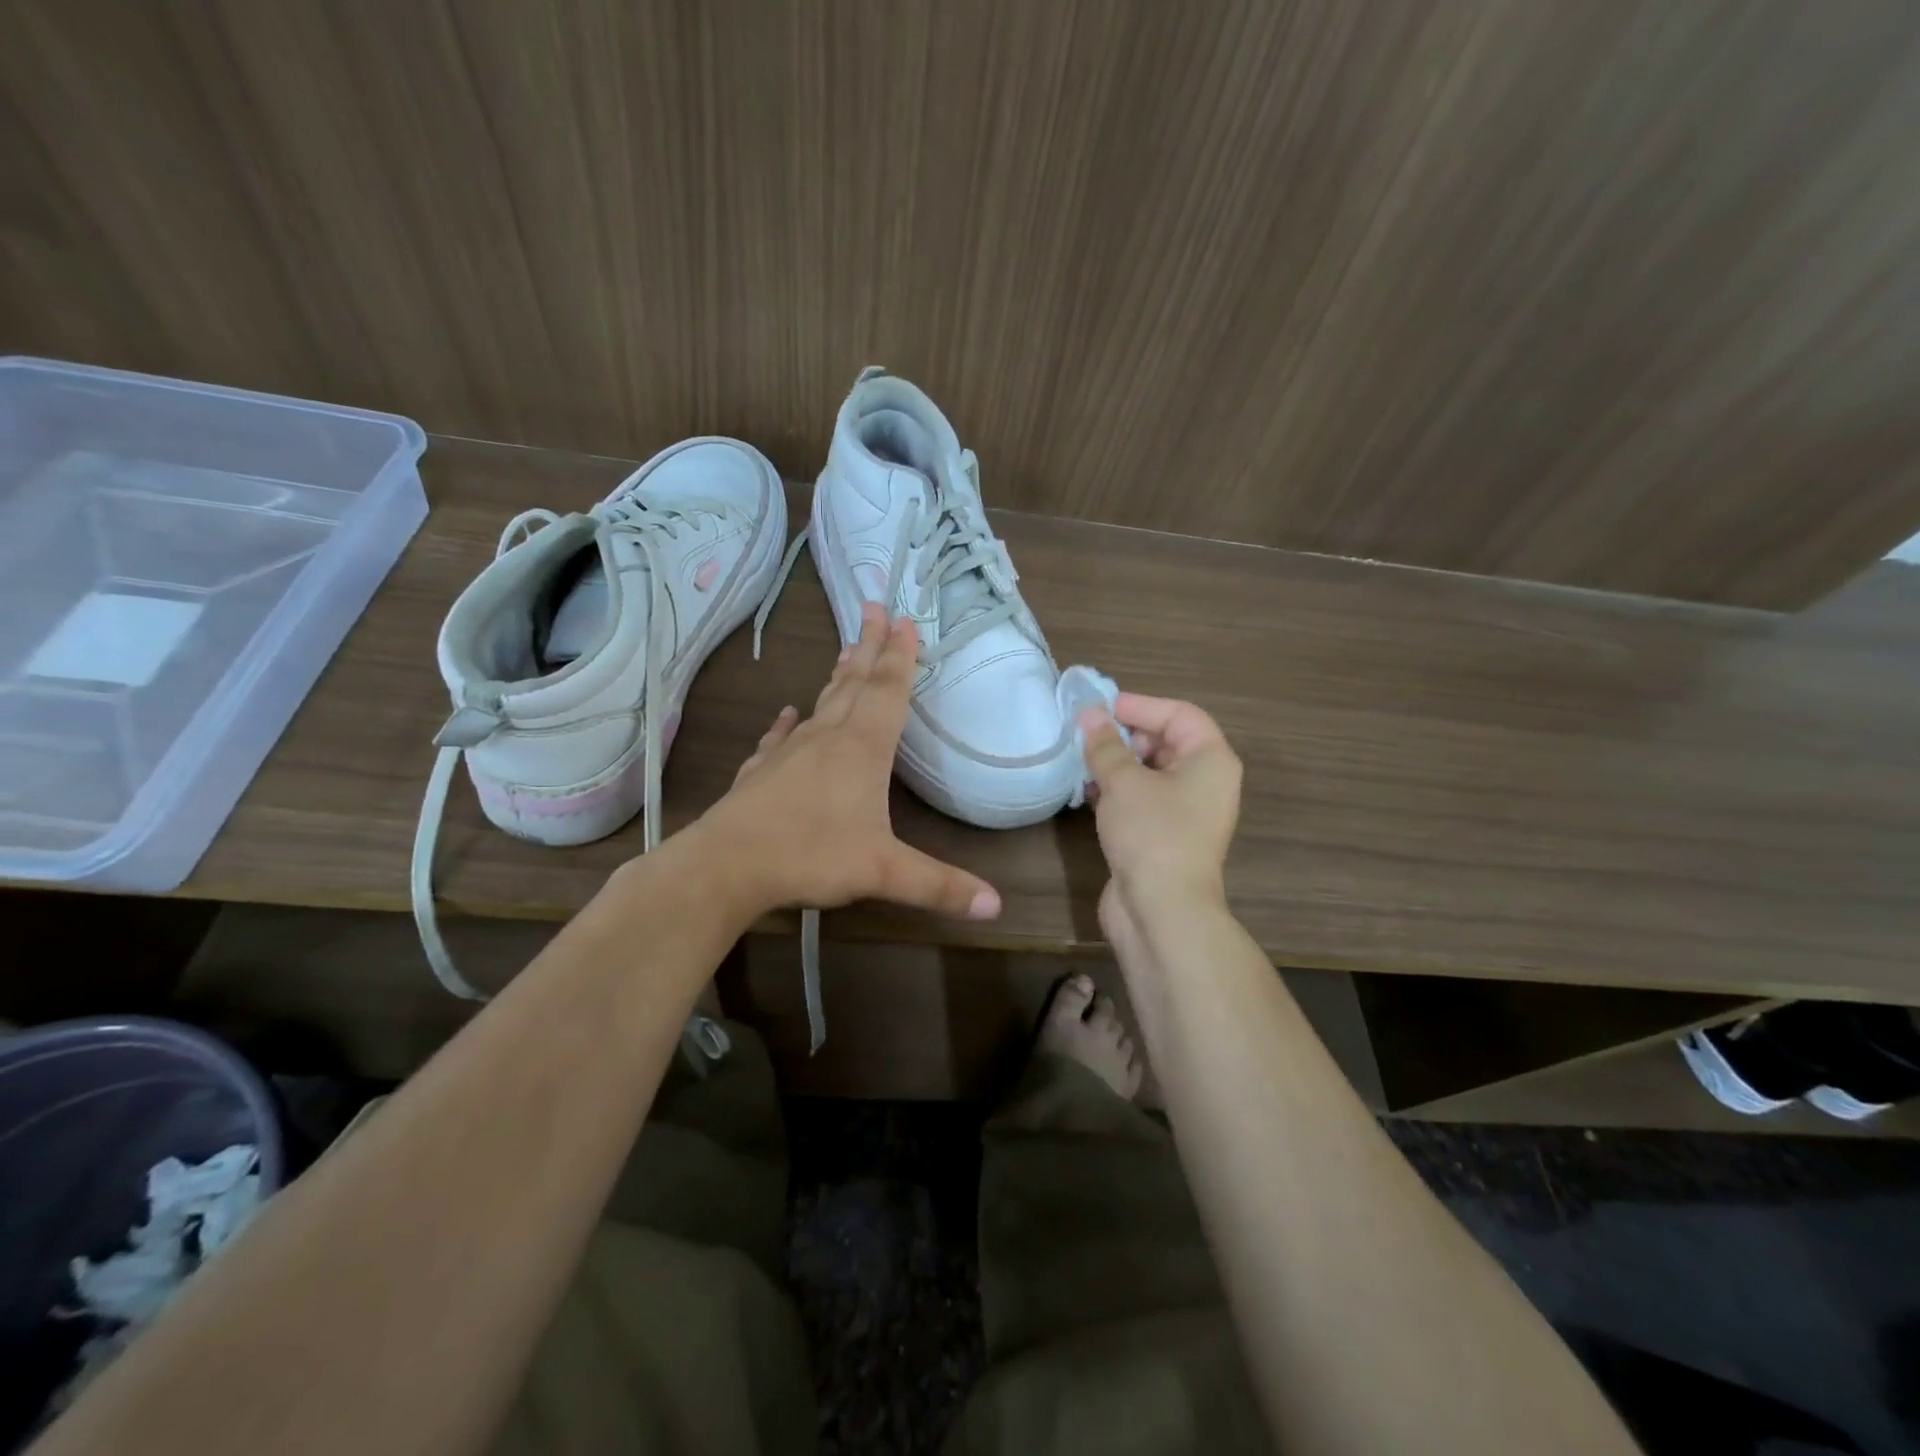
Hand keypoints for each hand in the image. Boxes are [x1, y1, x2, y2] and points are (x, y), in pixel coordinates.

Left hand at [698, 601, 1001, 922]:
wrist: (726, 864)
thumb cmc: (811, 855)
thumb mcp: (884, 872)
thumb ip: (940, 886)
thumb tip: (997, 907)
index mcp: (862, 749)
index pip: (888, 692)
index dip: (901, 657)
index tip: (905, 620)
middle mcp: (828, 739)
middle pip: (855, 684)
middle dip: (869, 646)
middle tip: (875, 608)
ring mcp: (790, 753)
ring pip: (821, 703)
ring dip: (838, 675)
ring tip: (847, 650)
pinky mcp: (762, 772)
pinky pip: (780, 738)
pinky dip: (788, 723)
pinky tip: (788, 713)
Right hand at [1081, 694, 1241, 933]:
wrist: (1161, 912)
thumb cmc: (1152, 834)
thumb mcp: (1124, 782)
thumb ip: (1105, 745)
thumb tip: (1089, 714)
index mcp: (1211, 760)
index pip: (1180, 714)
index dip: (1140, 705)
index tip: (1100, 707)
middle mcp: (1205, 782)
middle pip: (1166, 742)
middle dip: (1125, 735)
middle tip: (1087, 734)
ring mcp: (1185, 812)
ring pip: (1150, 773)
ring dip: (1116, 764)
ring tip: (1080, 758)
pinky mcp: (1163, 836)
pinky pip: (1141, 800)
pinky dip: (1116, 791)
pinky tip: (1086, 790)